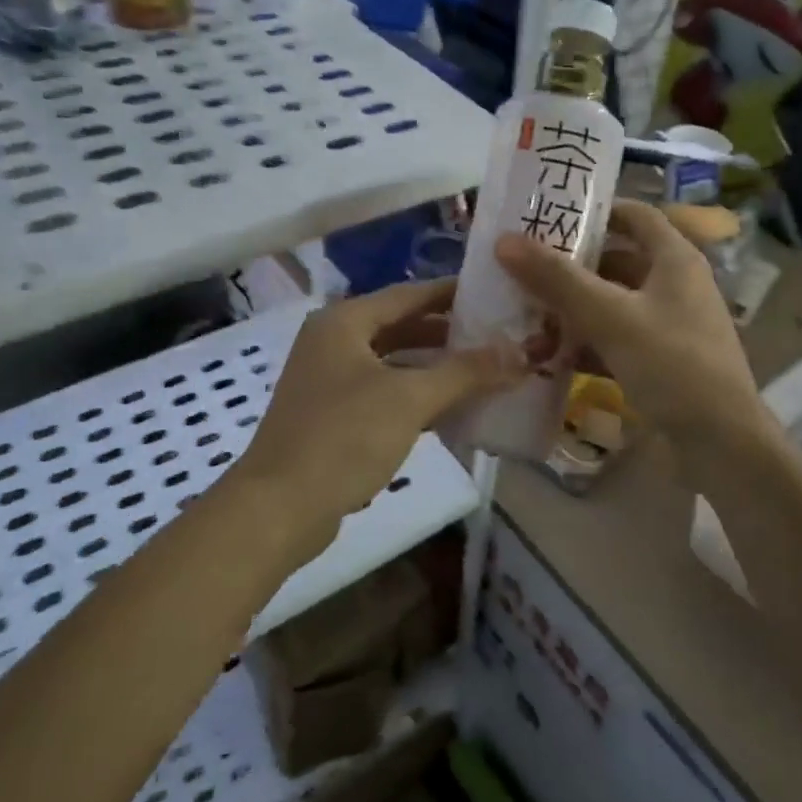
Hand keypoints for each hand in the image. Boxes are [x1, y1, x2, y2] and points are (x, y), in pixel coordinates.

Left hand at [237, 280, 522, 541]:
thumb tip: (521, 352)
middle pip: (401, 326)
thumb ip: (466, 372)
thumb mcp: (410, 399)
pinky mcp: (334, 417)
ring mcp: (330, 381)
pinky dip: (418, 396)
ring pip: (395, 363)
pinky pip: (386, 394)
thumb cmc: (343, 438)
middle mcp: (334, 342)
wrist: (280, 508)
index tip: (497, 294)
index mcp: (344, 322)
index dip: (454, 293)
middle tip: (499, 335)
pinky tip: (455, 409)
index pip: (409, 294)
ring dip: (436, 367)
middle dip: (449, 333)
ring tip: (486, 369)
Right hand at [495, 200, 763, 459]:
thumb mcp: (610, 317)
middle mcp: (676, 284)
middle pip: (618, 261)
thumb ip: (557, 279)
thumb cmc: (671, 363)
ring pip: (614, 303)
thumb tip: (504, 241)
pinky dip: (588, 343)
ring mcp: (670, 325)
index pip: (634, 215)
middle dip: (572, 267)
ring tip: (527, 314)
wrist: (721, 442)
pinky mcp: (662, 360)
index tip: (548, 218)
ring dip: (574, 309)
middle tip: (524, 270)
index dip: (594, 211)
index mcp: (675, 259)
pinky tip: (551, 356)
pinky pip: (618, 339)